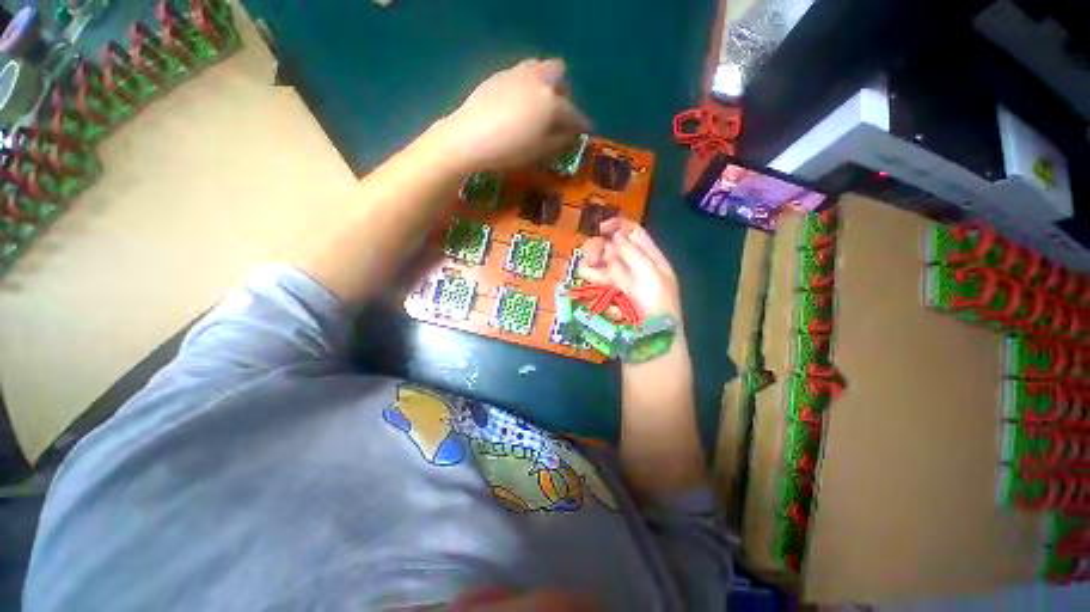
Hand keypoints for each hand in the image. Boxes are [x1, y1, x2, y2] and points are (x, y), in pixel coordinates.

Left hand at [437, 59, 590, 172]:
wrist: (469, 138)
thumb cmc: (510, 150)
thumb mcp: (540, 152)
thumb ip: (560, 141)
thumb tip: (570, 133)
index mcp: (551, 101)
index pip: (573, 113)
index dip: (582, 124)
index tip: (587, 130)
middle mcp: (537, 80)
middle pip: (558, 74)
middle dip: (563, 92)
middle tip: (557, 113)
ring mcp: (516, 73)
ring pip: (538, 68)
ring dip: (544, 83)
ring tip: (537, 105)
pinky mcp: (498, 76)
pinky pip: (520, 73)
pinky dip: (526, 86)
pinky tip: (517, 104)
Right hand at [578, 218, 682, 322]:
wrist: (649, 344)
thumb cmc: (656, 308)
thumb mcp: (651, 276)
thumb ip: (633, 253)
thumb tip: (616, 234)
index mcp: (650, 258)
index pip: (633, 232)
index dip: (617, 226)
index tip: (600, 229)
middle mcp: (633, 267)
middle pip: (610, 247)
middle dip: (598, 250)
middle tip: (591, 260)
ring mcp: (619, 282)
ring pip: (598, 265)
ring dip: (593, 271)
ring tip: (594, 282)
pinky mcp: (607, 296)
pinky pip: (595, 286)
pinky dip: (596, 289)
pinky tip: (602, 297)